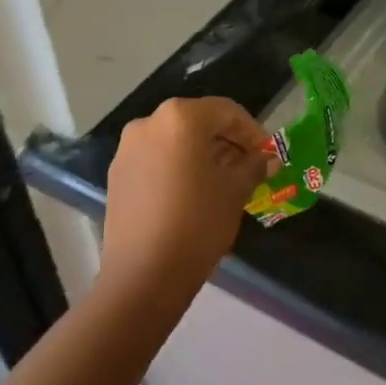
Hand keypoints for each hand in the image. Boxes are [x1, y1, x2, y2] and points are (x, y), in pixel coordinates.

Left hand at [100, 96, 273, 299]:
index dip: (252, 131)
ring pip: (175, 141)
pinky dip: (178, 167)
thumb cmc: (198, 223)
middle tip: (249, 167)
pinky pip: (156, 159)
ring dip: (202, 155)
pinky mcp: (117, 174)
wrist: (143, 273)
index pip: (226, 111)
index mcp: (180, 118)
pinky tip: (193, 193)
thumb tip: (267, 159)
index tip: (268, 154)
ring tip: (224, 182)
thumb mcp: (235, 192)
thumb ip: (253, 166)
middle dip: (226, 142)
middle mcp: (148, 123)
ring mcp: (127, 149)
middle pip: (197, 122)